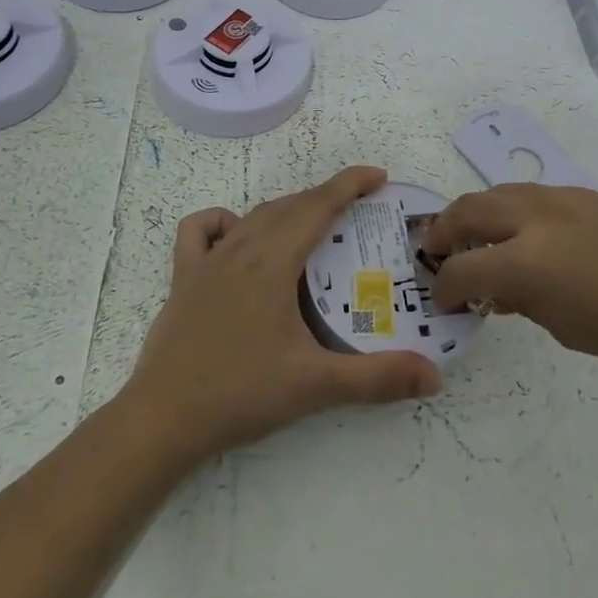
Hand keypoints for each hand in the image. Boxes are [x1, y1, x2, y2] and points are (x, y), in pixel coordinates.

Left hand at [124, 166, 442, 462]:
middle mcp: (241, 249)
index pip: (318, 206)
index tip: (380, 177)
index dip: (350, 184)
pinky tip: (238, 239)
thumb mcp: (315, 385)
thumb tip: (435, 377)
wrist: (161, 420)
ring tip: (313, 224)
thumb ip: (377, 379)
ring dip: (288, 209)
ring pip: (254, 215)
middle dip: (327, 197)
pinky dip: (225, 222)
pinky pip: (201, 231)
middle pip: (290, 206)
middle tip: (359, 209)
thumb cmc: (240, 393)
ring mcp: (207, 262)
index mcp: (273, 262)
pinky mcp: (183, 279)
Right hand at [421, 184, 597, 375]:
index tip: (442, 299)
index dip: (444, 286)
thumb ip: (522, 301)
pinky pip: (532, 195)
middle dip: (445, 231)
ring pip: (499, 192)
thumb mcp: (566, 328)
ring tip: (475, 237)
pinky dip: (512, 210)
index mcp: (526, 261)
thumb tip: (498, 289)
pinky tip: (525, 235)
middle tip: (437, 252)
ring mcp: (562, 198)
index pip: (462, 268)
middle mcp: (535, 218)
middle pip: (469, 210)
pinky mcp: (586, 194)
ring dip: (477, 213)